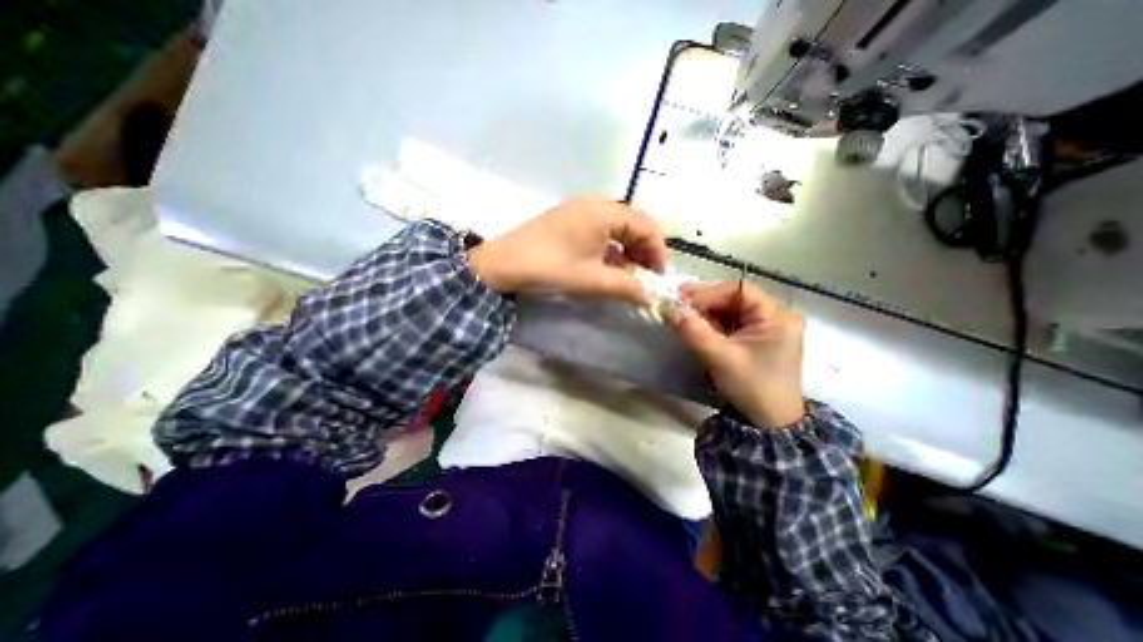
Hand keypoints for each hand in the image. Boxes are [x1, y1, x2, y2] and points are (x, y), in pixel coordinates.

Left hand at [466, 195, 671, 303]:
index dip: (658, 251)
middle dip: (643, 250)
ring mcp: (579, 210)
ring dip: (627, 250)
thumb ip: (627, 288)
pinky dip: (609, 247)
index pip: (646, 225)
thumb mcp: (592, 281)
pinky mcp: (568, 220)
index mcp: (604, 212)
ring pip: (616, 227)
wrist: (502, 264)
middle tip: (646, 276)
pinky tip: (608, 266)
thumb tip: (650, 298)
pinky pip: (599, 230)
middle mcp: (594, 204)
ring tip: (628, 274)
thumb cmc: (550, 268)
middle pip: (633, 223)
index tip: (659, 276)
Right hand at [672, 281, 806, 428]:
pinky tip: (699, 330)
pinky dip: (712, 324)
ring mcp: (767, 327)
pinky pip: (731, 323)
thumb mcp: (720, 358)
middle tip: (678, 307)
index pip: (739, 290)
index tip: (681, 299)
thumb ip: (693, 332)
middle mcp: (775, 316)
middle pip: (734, 298)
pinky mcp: (757, 338)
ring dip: (706, 314)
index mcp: (776, 317)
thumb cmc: (751, 388)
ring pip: (730, 310)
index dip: (708, 292)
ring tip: (684, 319)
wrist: (769, 423)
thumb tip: (668, 309)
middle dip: (705, 303)